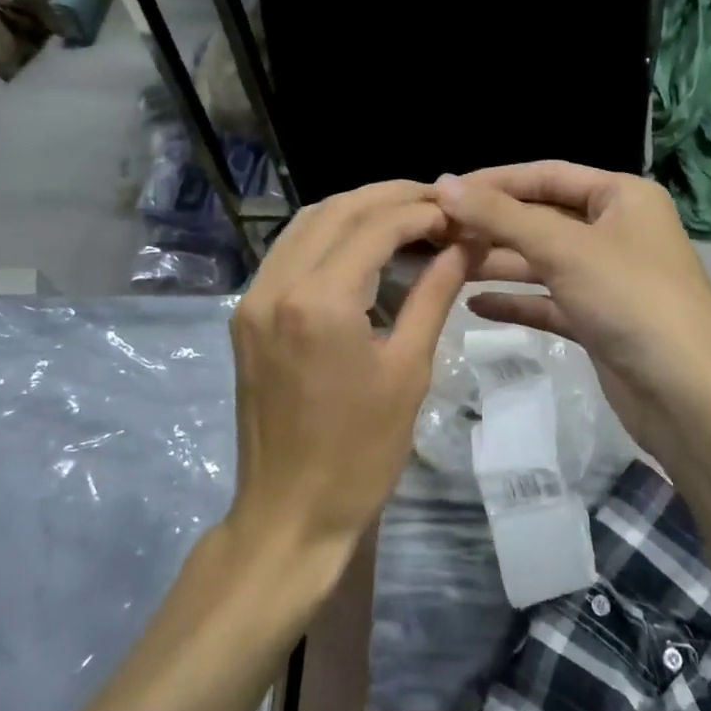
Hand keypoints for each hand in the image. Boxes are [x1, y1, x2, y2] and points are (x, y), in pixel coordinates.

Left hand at [227, 181, 467, 560]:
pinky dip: (329, 234)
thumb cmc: (360, 452)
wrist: (289, 514)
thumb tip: (464, 245)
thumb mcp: (408, 370)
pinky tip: (363, 244)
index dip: (422, 211)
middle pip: (337, 210)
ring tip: (407, 215)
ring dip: (357, 209)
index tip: (459, 214)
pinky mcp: (246, 314)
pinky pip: (289, 251)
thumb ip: (435, 294)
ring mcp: (253, 298)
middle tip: (438, 203)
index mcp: (319, 301)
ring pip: (307, 223)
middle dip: (391, 197)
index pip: (375, 226)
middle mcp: (276, 285)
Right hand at [434, 162, 710, 457]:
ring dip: (497, 263)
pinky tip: (474, 305)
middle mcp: (617, 230)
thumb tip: (444, 185)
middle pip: (542, 218)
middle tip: (436, 234)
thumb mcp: (564, 249)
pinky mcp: (600, 320)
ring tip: (444, 266)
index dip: (494, 181)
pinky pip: (549, 301)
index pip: (547, 175)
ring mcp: (609, 278)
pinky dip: (516, 301)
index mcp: (622, 196)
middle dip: (491, 226)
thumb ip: (501, 216)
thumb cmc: (631, 301)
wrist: (690, 398)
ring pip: (543, 261)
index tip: (442, 192)